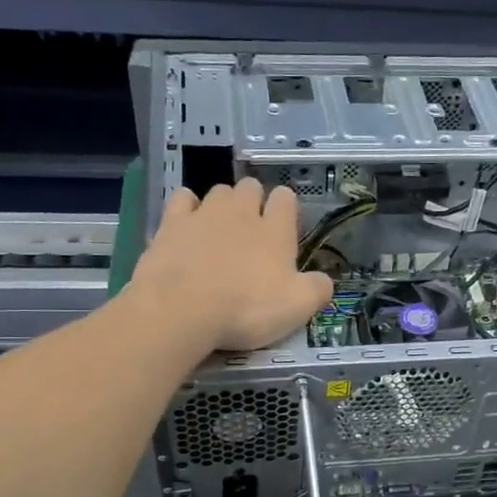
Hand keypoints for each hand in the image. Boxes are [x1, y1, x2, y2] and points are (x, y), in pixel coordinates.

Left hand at [130, 178, 333, 352]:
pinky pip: (183, 198)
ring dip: (222, 204)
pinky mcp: (172, 223)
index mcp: (275, 230)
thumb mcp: (297, 308)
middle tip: (251, 233)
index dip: (286, 209)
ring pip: (219, 191)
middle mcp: (241, 211)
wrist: (183, 309)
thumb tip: (324, 281)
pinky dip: (187, 207)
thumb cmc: (246, 309)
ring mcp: (204, 214)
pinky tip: (188, 224)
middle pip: (251, 187)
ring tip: (220, 231)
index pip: (286, 198)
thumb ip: (318, 289)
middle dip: (253, 201)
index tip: (284, 231)